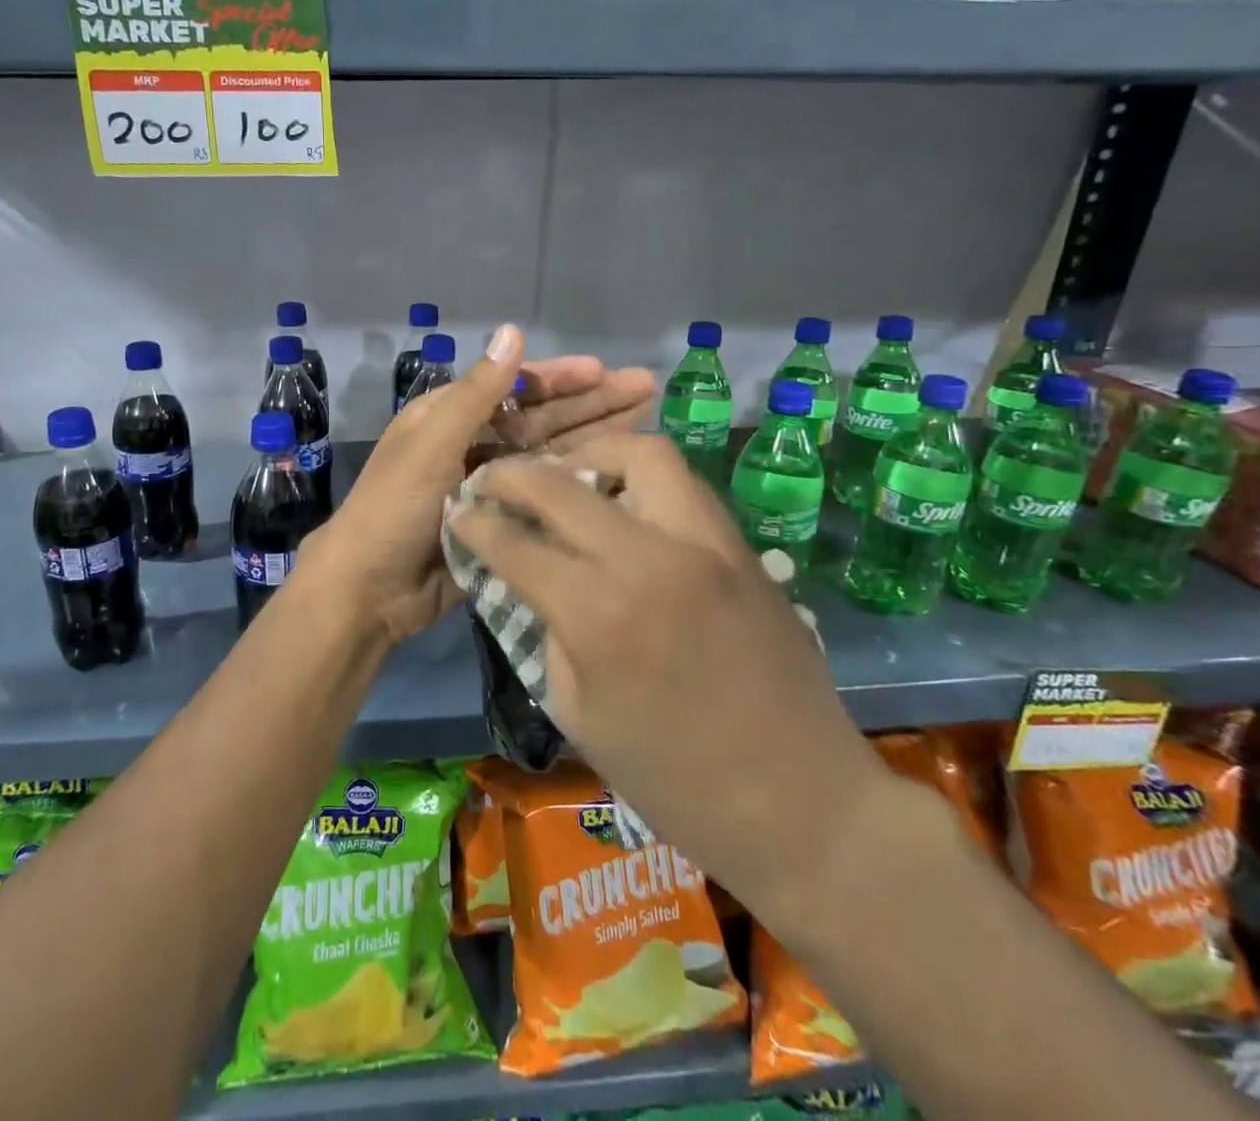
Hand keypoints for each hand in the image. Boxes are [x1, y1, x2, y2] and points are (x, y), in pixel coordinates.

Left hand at [294, 333, 662, 652]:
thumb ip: (476, 393)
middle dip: (591, 403)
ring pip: (550, 455)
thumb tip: (512, 331)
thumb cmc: (393, 508)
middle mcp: (473, 445)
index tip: (605, 371)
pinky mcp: (503, 522)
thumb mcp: (431, 444)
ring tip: (646, 424)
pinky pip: (546, 496)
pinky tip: (617, 477)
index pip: (514, 387)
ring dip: (593, 439)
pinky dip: (578, 484)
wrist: (370, 589)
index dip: (559, 378)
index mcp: (450, 418)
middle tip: (647, 389)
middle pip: (541, 418)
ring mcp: (490, 485)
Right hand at [446, 433, 887, 924]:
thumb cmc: (674, 780)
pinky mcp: (742, 548)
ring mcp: (706, 545)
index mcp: (600, 614)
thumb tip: (528, 577)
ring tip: (569, 476)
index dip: (476, 524)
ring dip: (593, 455)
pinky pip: (684, 486)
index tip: (459, 512)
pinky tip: (624, 506)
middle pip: (565, 482)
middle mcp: (651, 559)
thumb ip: (547, 629)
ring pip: (644, 454)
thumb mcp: (578, 713)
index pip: (518, 544)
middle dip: (514, 474)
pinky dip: (642, 479)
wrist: (801, 805)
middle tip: (494, 479)